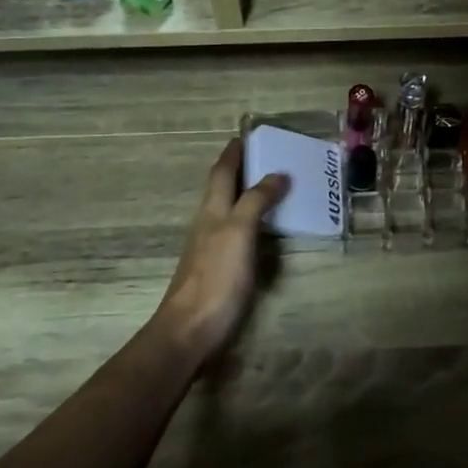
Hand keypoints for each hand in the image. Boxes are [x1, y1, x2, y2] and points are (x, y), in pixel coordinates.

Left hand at [152, 139, 288, 365]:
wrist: (190, 330)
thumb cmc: (216, 277)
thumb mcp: (239, 232)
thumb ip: (256, 201)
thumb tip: (277, 174)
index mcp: (212, 210)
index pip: (222, 172)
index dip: (233, 153)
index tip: (246, 136)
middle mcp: (208, 224)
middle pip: (222, 189)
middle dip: (239, 170)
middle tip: (266, 158)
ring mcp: (209, 248)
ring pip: (227, 210)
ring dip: (245, 195)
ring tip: (270, 187)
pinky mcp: (217, 270)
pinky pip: (235, 233)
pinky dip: (249, 221)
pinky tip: (261, 230)